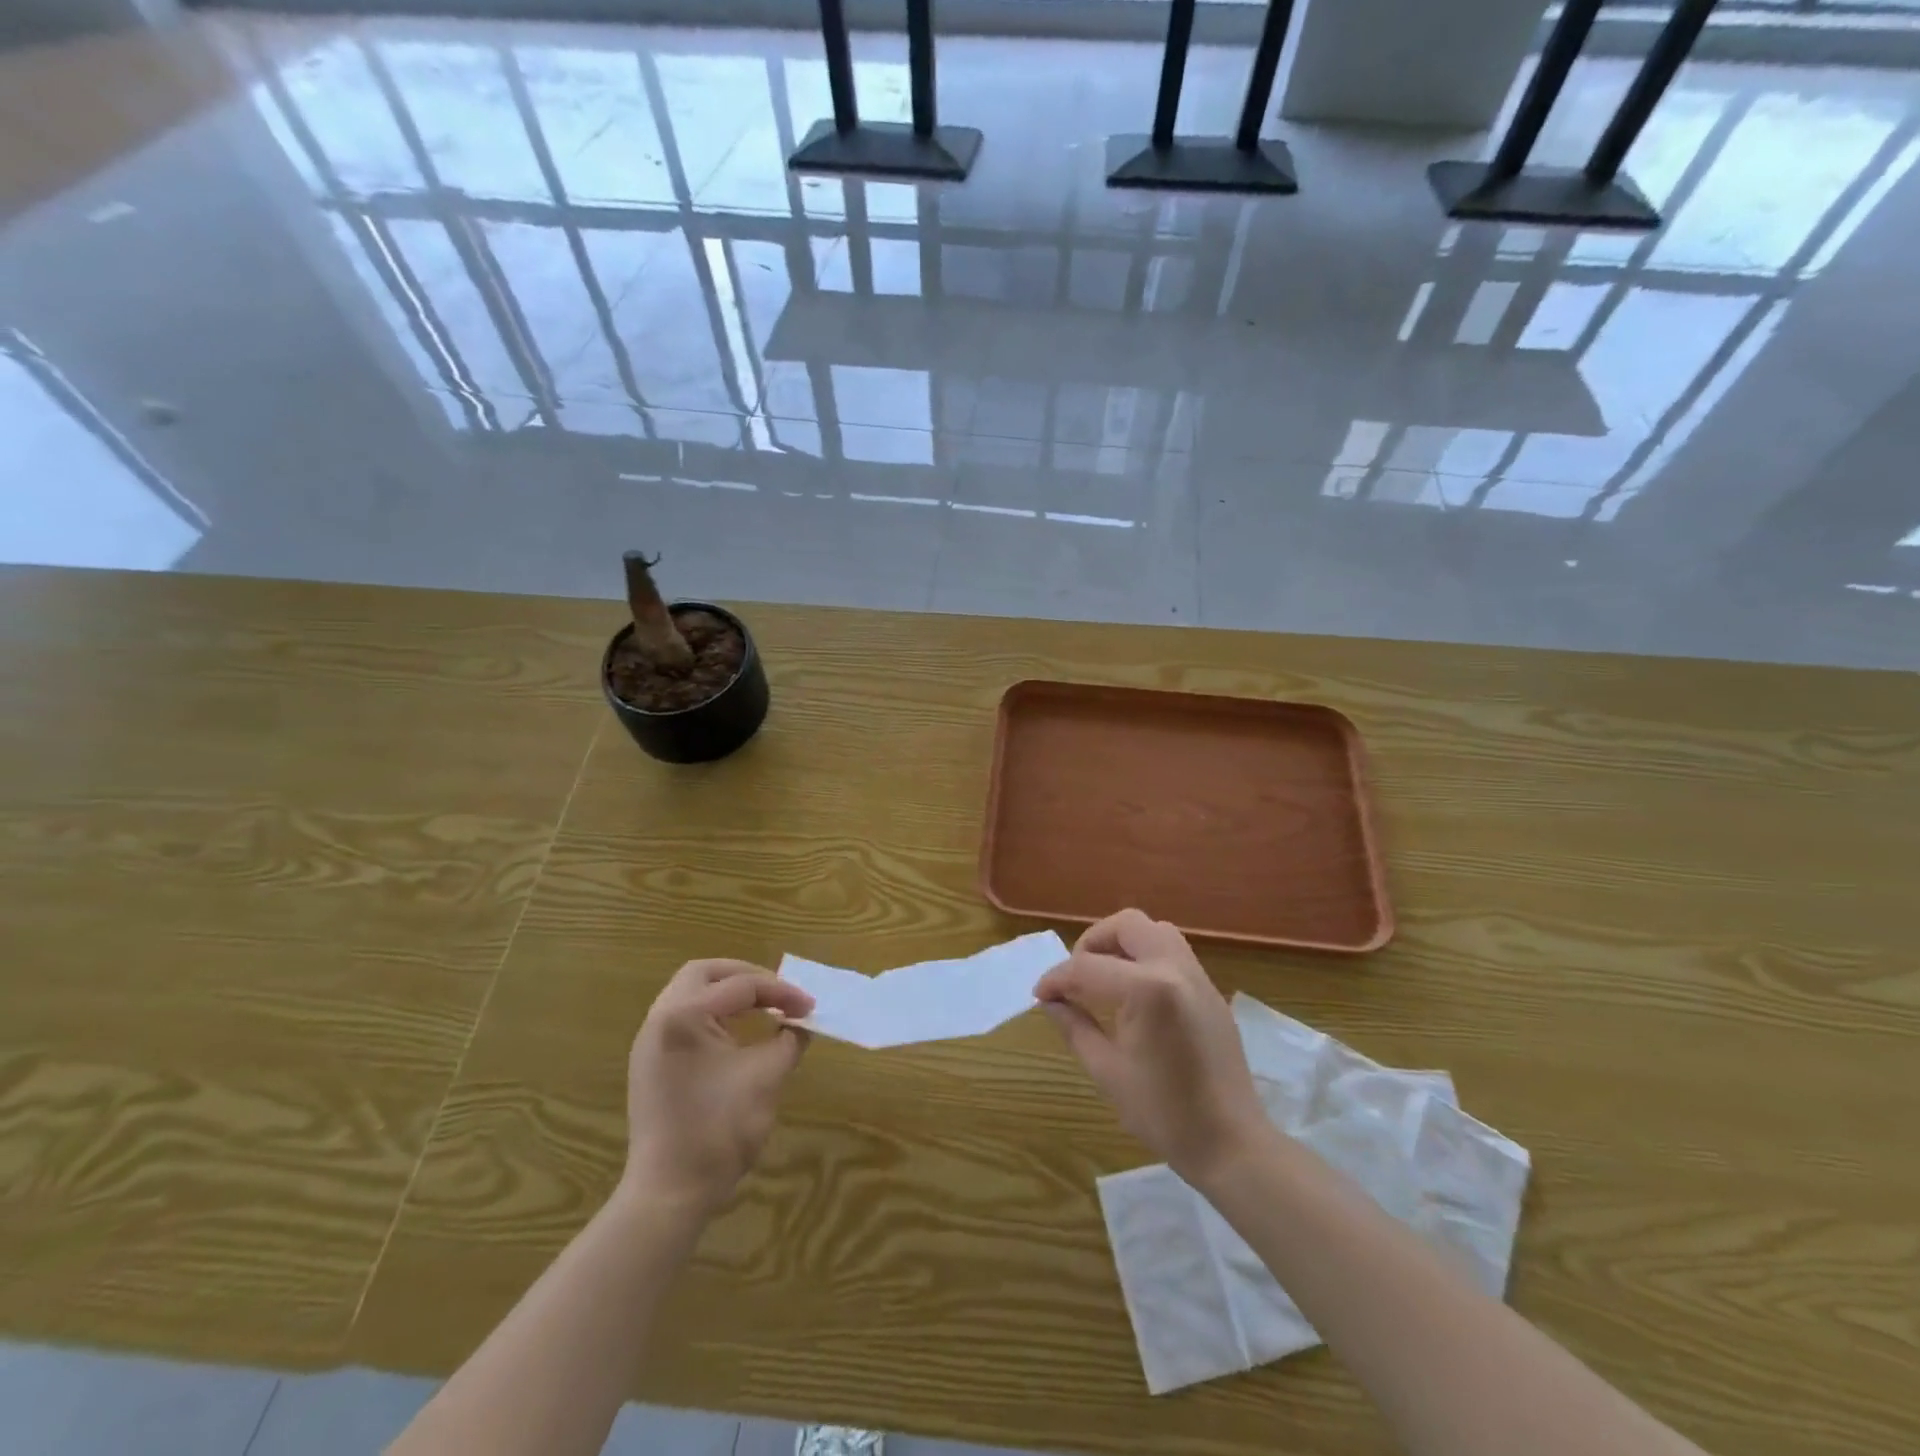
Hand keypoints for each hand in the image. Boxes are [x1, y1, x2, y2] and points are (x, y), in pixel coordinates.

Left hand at [622, 960, 814, 1215]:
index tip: (810, 1007)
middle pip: (705, 973)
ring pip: (690, 993)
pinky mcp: (651, 1063)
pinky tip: (738, 1033)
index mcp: (684, 1015)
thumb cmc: (720, 1130)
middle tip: (778, 993)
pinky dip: (713, 1014)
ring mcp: (650, 1042)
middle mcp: (660, 1018)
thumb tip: (799, 1024)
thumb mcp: (767, 1077)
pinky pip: (683, 1018)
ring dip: (728, 994)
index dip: (782, 992)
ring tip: (762, 1008)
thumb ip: (788, 1040)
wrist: (670, 1193)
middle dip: (746, 976)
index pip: (742, 986)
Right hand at [1035, 909, 1267, 1182]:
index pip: (1087, 968)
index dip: (1056, 979)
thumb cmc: (1164, 1114)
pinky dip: (1146, 957)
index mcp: (1147, 989)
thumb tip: (1050, 1002)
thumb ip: (1075, 1027)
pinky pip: (1173, 953)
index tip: (1040, 995)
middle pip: (1127, 925)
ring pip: (1154, 931)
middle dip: (1093, 942)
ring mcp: (1198, 977)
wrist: (1232, 1144)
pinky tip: (1132, 994)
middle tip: (1076, 977)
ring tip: (1103, 978)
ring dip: (1123, 943)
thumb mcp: (1107, 1071)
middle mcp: (1175, 968)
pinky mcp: (1210, 991)